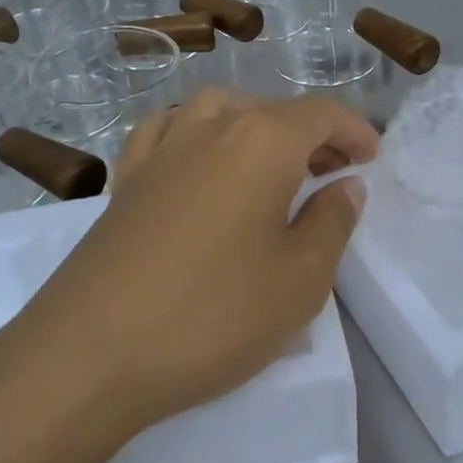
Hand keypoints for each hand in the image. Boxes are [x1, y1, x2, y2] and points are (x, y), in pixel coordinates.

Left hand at [7, 89, 376, 438]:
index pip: (321, 114)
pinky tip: (198, 154)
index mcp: (263, 141)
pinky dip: (196, 130)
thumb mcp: (300, 279)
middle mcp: (212, 126)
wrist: (90, 353)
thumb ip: (332, 222)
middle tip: (334, 171)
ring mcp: (162, 148)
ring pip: (220, 109)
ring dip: (256, 124)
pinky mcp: (126, 178)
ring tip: (272, 161)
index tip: (371, 157)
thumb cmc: (213, 314)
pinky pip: (168, 129)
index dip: (353, 130)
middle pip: (273, 110)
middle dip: (312, 134)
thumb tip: (345, 185)